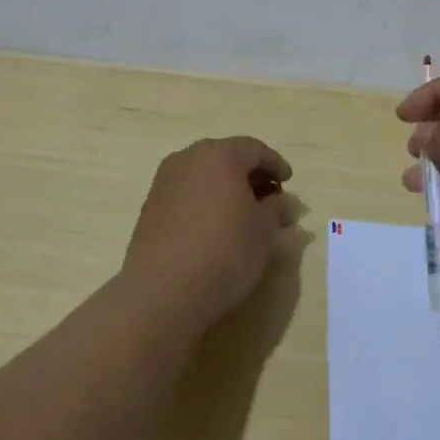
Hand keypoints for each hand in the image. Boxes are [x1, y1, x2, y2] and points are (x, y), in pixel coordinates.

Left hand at [124, 136, 296, 328]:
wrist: (163, 290)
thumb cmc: (224, 251)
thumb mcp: (264, 231)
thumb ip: (276, 209)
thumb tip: (280, 201)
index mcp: (220, 155)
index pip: (255, 149)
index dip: (275, 165)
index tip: (288, 183)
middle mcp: (189, 158)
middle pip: (227, 157)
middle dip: (250, 175)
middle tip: (269, 198)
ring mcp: (165, 181)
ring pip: (204, 175)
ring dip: (226, 188)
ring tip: (243, 215)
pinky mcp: (151, 206)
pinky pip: (187, 193)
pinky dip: (205, 201)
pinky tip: (215, 226)